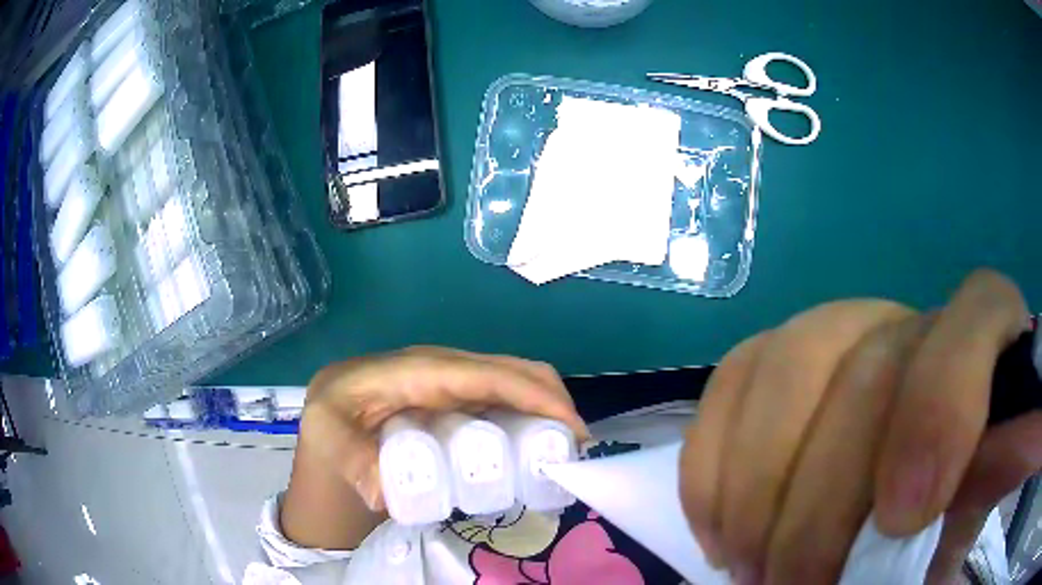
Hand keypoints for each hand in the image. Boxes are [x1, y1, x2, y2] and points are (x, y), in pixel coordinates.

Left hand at [281, 347, 587, 548]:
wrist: (331, 419)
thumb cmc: (332, 422)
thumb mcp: (329, 437)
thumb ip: (352, 461)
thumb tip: (384, 491)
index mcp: (419, 370)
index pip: (486, 374)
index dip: (533, 394)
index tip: (572, 428)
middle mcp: (446, 369)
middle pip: (513, 370)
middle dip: (554, 400)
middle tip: (575, 449)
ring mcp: (456, 383)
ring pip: (515, 381)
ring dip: (548, 408)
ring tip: (564, 451)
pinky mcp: (459, 399)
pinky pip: (506, 398)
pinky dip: (533, 415)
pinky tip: (539, 446)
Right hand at [679, 270, 1041, 583]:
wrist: (899, 499)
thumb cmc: (948, 510)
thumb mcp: (980, 507)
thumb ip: (1010, 468)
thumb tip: (1031, 443)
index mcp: (981, 342)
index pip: (976, 318)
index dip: (942, 409)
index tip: (901, 520)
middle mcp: (909, 322)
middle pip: (865, 369)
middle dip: (822, 503)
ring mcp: (838, 331)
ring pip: (785, 365)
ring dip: (757, 491)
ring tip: (751, 569)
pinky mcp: (776, 357)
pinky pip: (732, 380)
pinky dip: (714, 465)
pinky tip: (723, 530)